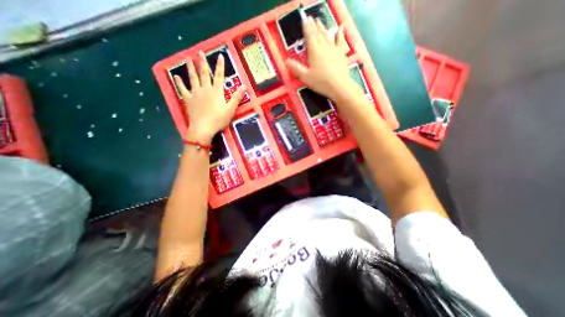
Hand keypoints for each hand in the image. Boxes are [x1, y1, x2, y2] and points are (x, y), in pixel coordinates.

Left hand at [172, 51, 242, 142]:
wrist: (203, 127)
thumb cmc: (219, 119)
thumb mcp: (231, 109)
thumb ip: (237, 97)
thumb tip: (244, 86)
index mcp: (216, 91)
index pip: (219, 76)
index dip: (220, 66)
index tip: (220, 56)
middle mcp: (205, 89)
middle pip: (204, 74)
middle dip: (203, 62)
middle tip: (200, 52)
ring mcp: (195, 93)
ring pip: (193, 78)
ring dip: (190, 68)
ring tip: (188, 59)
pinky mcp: (188, 99)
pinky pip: (182, 89)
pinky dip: (179, 82)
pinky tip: (176, 76)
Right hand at [288, 16, 361, 102]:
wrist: (339, 86)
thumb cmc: (321, 82)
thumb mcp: (305, 77)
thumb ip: (296, 68)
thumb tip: (286, 61)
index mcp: (314, 51)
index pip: (309, 36)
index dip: (306, 27)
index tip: (304, 19)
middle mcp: (324, 46)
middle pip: (318, 33)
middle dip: (313, 25)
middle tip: (311, 18)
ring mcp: (334, 48)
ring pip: (327, 35)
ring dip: (323, 27)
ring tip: (319, 20)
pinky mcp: (341, 53)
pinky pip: (340, 40)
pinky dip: (340, 33)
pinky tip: (340, 27)